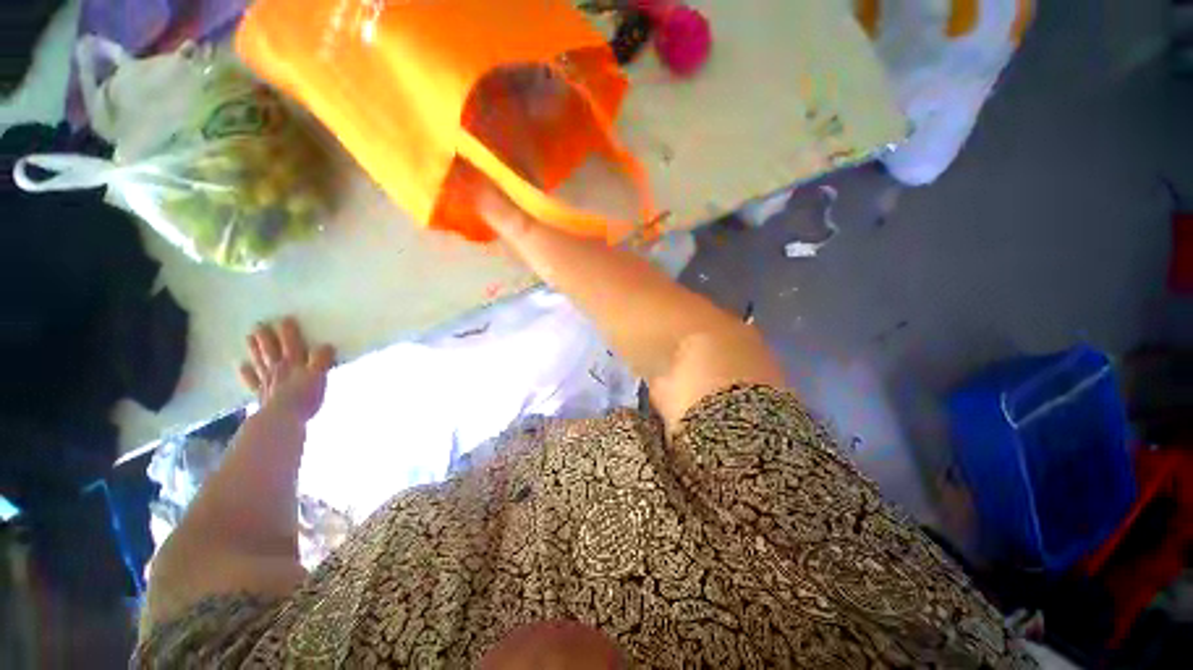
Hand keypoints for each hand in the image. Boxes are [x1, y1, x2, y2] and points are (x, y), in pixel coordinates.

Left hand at [238, 318, 334, 420]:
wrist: (281, 419)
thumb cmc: (305, 397)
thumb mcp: (319, 377)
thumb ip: (322, 360)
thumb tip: (327, 345)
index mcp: (295, 364)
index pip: (292, 343)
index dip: (289, 331)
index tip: (285, 318)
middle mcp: (280, 369)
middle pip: (272, 350)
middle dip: (266, 337)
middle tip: (259, 324)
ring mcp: (268, 381)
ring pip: (260, 361)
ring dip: (255, 349)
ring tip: (249, 338)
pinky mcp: (262, 394)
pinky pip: (252, 381)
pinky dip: (246, 373)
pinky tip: (242, 367)